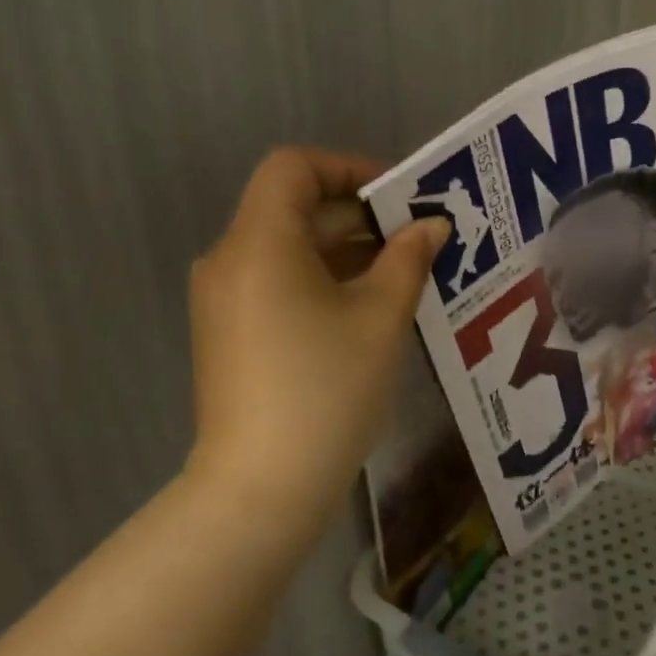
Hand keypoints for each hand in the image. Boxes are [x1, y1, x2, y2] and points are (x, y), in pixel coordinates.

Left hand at [185, 148, 448, 516]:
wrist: (262, 487)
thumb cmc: (328, 388)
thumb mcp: (382, 316)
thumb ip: (408, 258)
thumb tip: (431, 225)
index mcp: (260, 243)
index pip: (294, 168)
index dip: (349, 169)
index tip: (399, 199)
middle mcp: (230, 260)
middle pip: (294, 208)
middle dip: (360, 216)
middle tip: (420, 238)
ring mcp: (224, 300)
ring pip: (290, 248)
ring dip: (347, 250)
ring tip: (406, 273)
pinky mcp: (230, 333)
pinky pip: (279, 282)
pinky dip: (323, 280)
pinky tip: (369, 308)